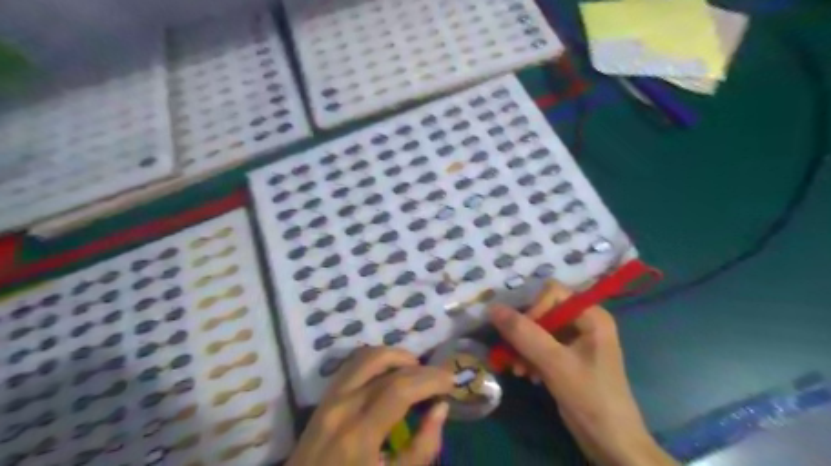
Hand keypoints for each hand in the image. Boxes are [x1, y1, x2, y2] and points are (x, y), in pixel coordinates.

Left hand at [286, 345, 454, 464]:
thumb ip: (422, 448)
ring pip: (366, 356)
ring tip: (416, 371)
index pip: (400, 388)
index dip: (430, 379)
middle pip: (385, 366)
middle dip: (419, 367)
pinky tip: (391, 374)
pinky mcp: (324, 398)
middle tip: (439, 378)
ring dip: (396, 356)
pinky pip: (353, 365)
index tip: (451, 382)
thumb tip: (440, 408)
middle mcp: (341, 405)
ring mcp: (328, 398)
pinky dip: (377, 361)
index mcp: (358, 434)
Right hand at [488, 281, 674, 465]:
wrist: (613, 444)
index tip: (521, 336)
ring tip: (518, 370)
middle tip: (511, 354)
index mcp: (591, 315)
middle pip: (543, 311)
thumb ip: (523, 333)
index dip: (533, 310)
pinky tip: (527, 375)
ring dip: (524, 348)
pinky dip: (530, 358)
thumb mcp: (554, 363)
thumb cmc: (590, 398)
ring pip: (539, 330)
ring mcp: (576, 340)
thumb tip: (492, 307)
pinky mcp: (568, 357)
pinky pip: (542, 346)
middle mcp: (584, 322)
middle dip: (524, 333)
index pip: (552, 293)